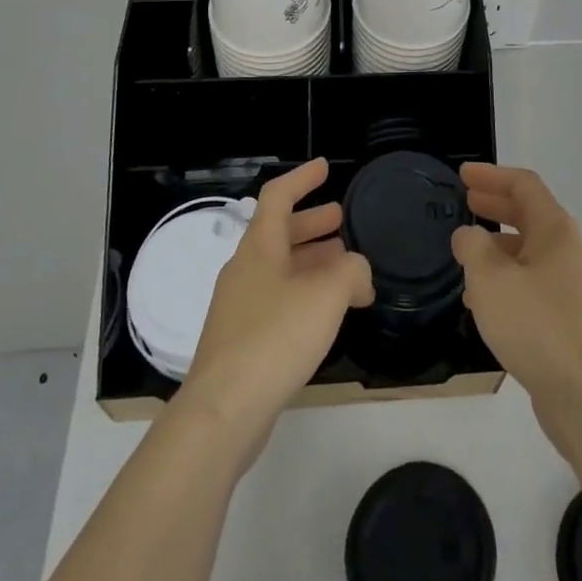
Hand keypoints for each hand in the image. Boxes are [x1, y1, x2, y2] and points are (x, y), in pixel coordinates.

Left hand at [178, 159, 373, 453]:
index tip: (325, 168)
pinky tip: (326, 314)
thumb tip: (358, 274)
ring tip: (345, 267)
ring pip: (280, 268)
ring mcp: (240, 306)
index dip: (302, 178)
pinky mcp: (242, 341)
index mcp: (259, 247)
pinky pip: (277, 300)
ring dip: (312, 260)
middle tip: (341, 219)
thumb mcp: (327, 294)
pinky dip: (304, 294)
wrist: (223, 412)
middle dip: (312, 223)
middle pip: (279, 233)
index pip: (278, 196)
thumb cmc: (275, 338)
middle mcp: (245, 269)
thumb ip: (352, 271)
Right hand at [452, 164, 581, 438]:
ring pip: (528, 251)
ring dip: (497, 245)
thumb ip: (473, 247)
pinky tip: (481, 300)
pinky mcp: (566, 318)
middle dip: (495, 205)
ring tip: (465, 253)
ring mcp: (569, 285)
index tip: (462, 174)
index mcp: (555, 229)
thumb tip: (468, 235)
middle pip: (528, 214)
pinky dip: (505, 278)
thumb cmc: (536, 324)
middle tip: (464, 201)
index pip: (523, 185)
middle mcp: (567, 250)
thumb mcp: (491, 279)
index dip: (491, 175)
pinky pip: (530, 283)